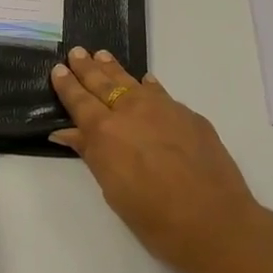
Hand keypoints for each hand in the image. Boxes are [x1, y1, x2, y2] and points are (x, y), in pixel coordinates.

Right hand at [50, 49, 267, 272]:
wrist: (214, 220)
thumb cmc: (154, 217)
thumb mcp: (113, 190)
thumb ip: (91, 154)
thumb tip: (66, 132)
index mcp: (105, 132)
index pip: (80, 102)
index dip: (67, 85)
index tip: (57, 69)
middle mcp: (132, 112)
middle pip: (104, 84)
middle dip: (87, 68)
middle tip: (77, 52)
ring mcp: (164, 109)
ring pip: (133, 83)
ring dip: (115, 69)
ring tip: (102, 56)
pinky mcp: (190, 116)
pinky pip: (161, 94)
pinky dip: (148, 86)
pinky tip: (146, 82)